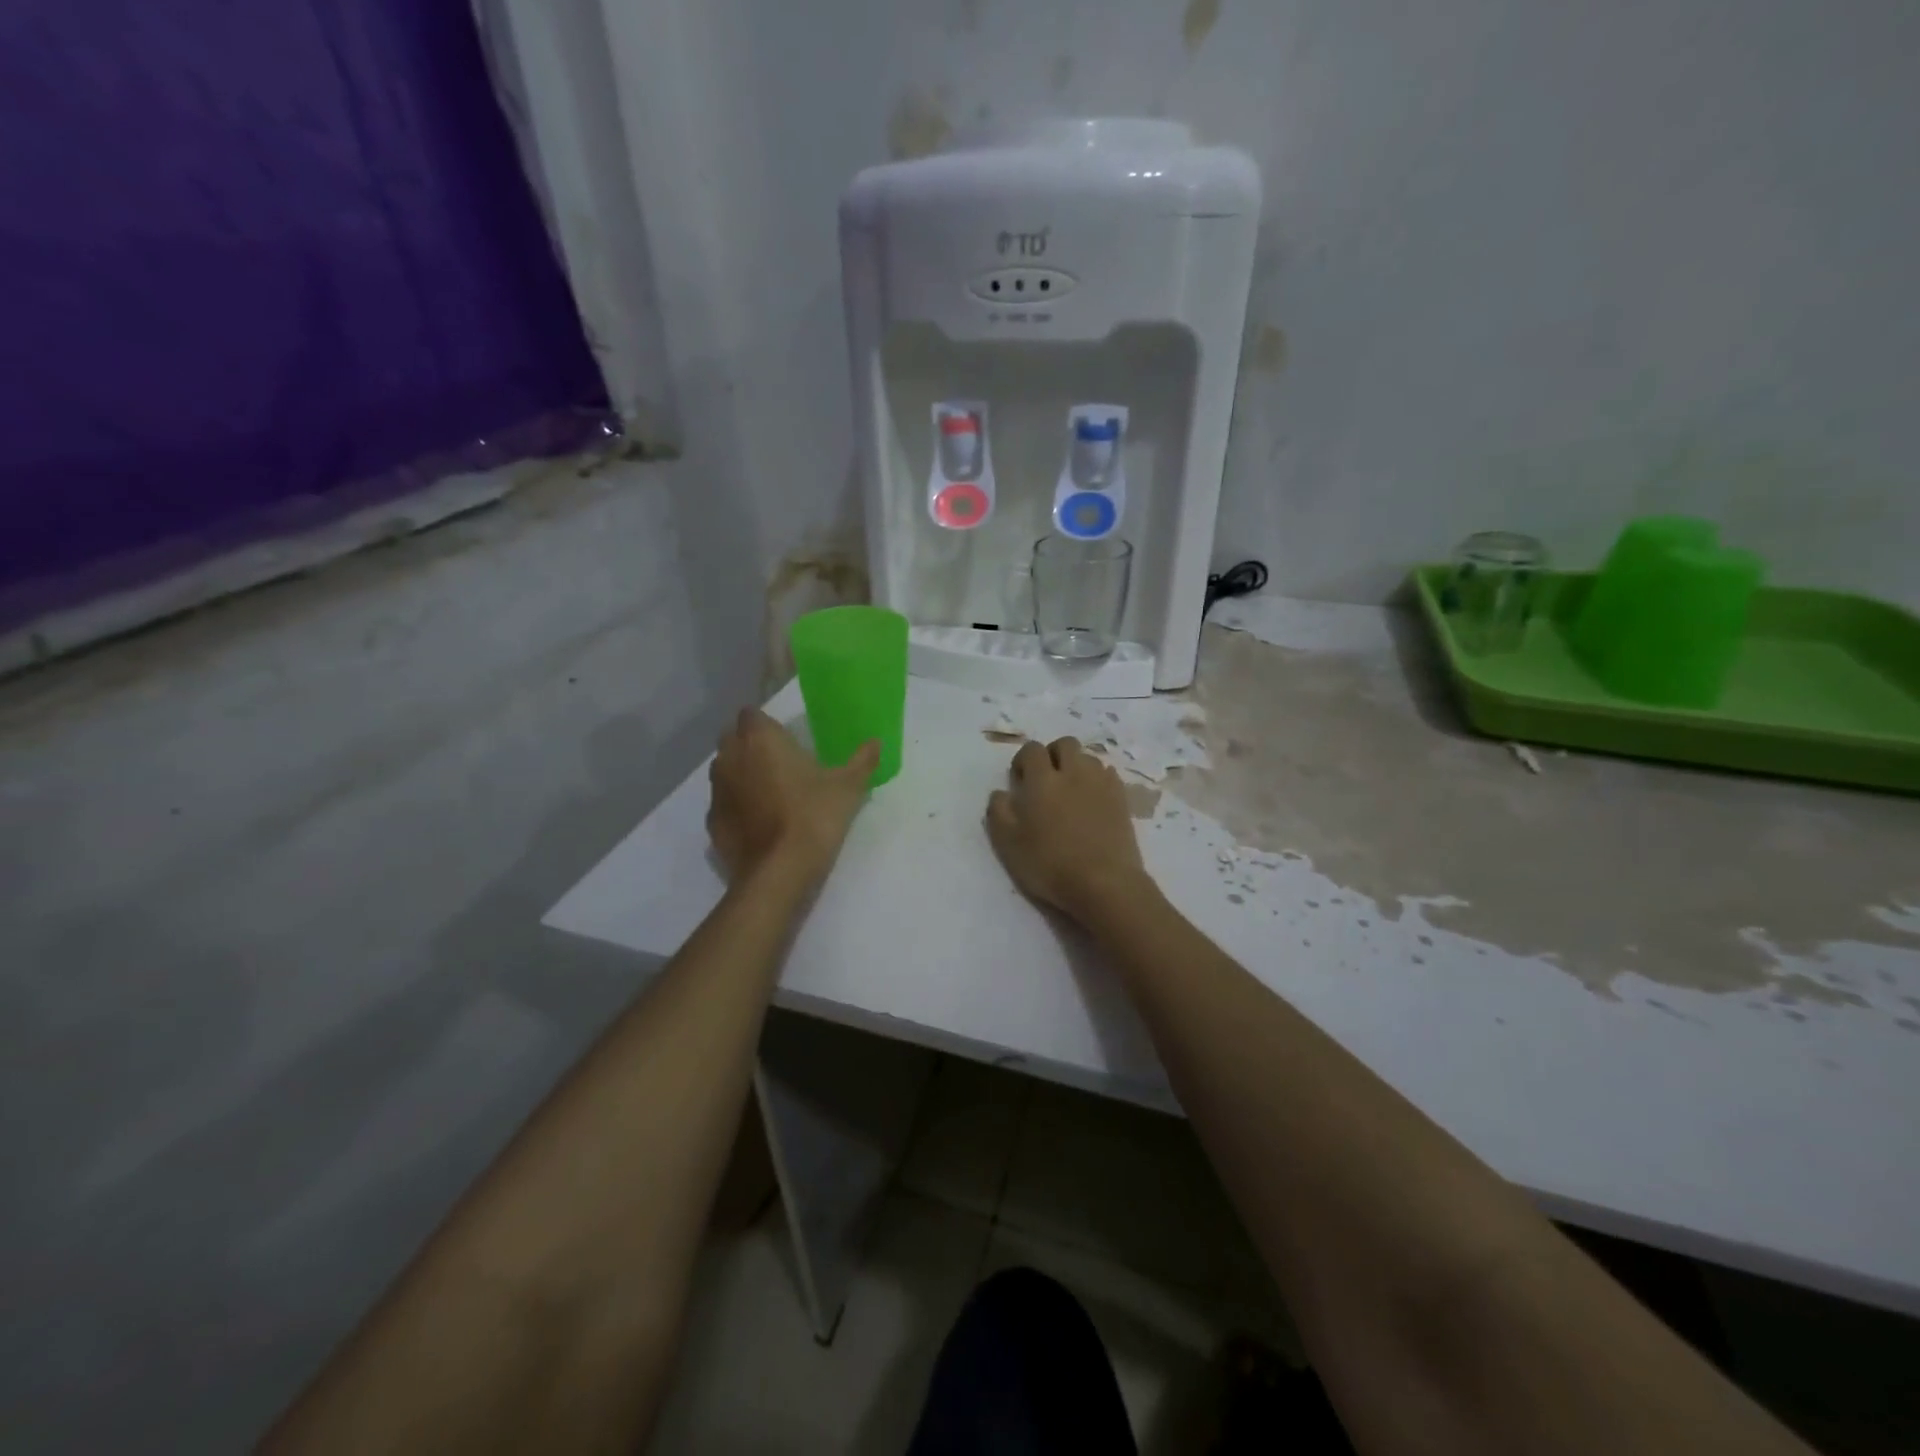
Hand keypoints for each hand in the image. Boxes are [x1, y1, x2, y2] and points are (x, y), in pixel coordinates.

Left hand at [707, 709, 879, 882]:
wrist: (779, 872)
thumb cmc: (814, 817)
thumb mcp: (848, 787)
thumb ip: (862, 761)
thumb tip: (876, 742)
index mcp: (760, 739)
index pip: (752, 714)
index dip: (767, 725)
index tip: (787, 739)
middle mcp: (730, 757)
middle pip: (734, 739)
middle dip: (751, 746)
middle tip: (782, 763)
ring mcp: (717, 791)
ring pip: (726, 771)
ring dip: (743, 775)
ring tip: (772, 794)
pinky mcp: (712, 822)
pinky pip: (725, 804)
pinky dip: (738, 808)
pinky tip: (761, 823)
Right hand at [985, 737, 1150, 919]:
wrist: (1104, 883)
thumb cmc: (1049, 864)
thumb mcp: (1008, 843)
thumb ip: (998, 811)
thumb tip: (1001, 792)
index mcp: (1042, 780)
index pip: (1031, 749)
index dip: (1023, 761)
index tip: (1021, 781)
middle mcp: (1073, 772)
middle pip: (1065, 744)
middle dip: (1053, 754)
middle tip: (1047, 780)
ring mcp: (1101, 783)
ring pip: (1088, 758)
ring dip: (1077, 767)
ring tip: (1071, 792)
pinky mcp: (1122, 799)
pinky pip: (1108, 775)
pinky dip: (1098, 781)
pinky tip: (1093, 803)